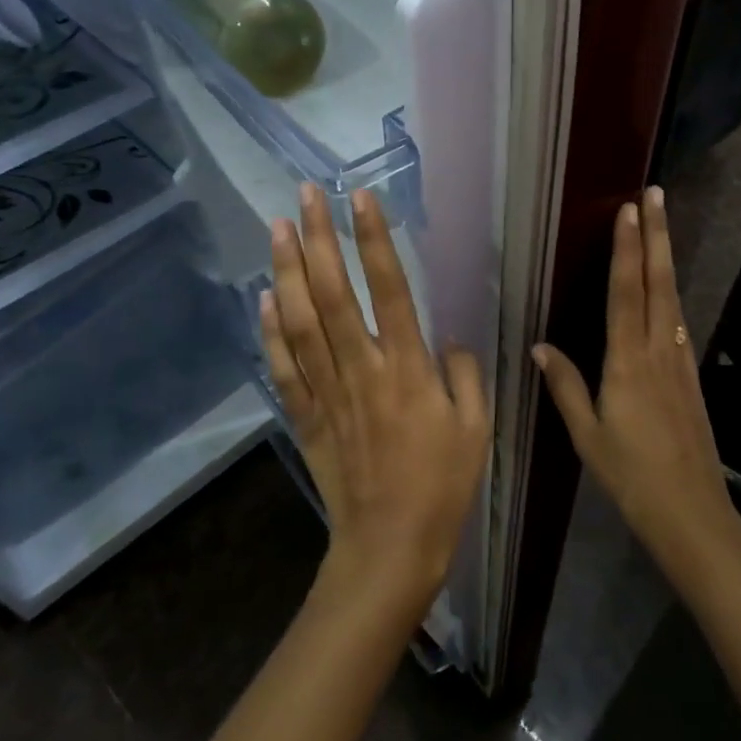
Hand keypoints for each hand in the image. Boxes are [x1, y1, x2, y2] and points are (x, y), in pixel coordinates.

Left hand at [259, 183, 490, 617]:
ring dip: (287, 271)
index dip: (375, 241)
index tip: (362, 199)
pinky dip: (270, 331)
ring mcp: (328, 392)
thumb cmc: (443, 486)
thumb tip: (447, 338)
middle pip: (333, 293)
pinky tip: (263, 298)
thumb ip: (465, 374)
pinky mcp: (306, 416)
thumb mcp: (476, 428)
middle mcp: (362, 369)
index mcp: (408, 369)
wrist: (389, 546)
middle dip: (319, 239)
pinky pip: (283, 367)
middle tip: (307, 194)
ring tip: (278, 227)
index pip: (389, 289)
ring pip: (301, 321)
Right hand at [534, 186, 738, 580]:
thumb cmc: (631, 476)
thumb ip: (566, 387)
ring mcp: (679, 363)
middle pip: (657, 283)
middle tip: (656, 195)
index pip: (625, 293)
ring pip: (672, 299)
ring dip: (665, 258)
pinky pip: (678, 324)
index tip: (628, 210)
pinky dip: (671, 295)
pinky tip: (667, 290)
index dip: (626, 249)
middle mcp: (657, 352)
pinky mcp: (690, 377)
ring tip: (661, 226)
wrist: (692, 512)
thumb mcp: (587, 435)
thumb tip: (541, 347)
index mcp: (627, 363)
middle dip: (656, 236)